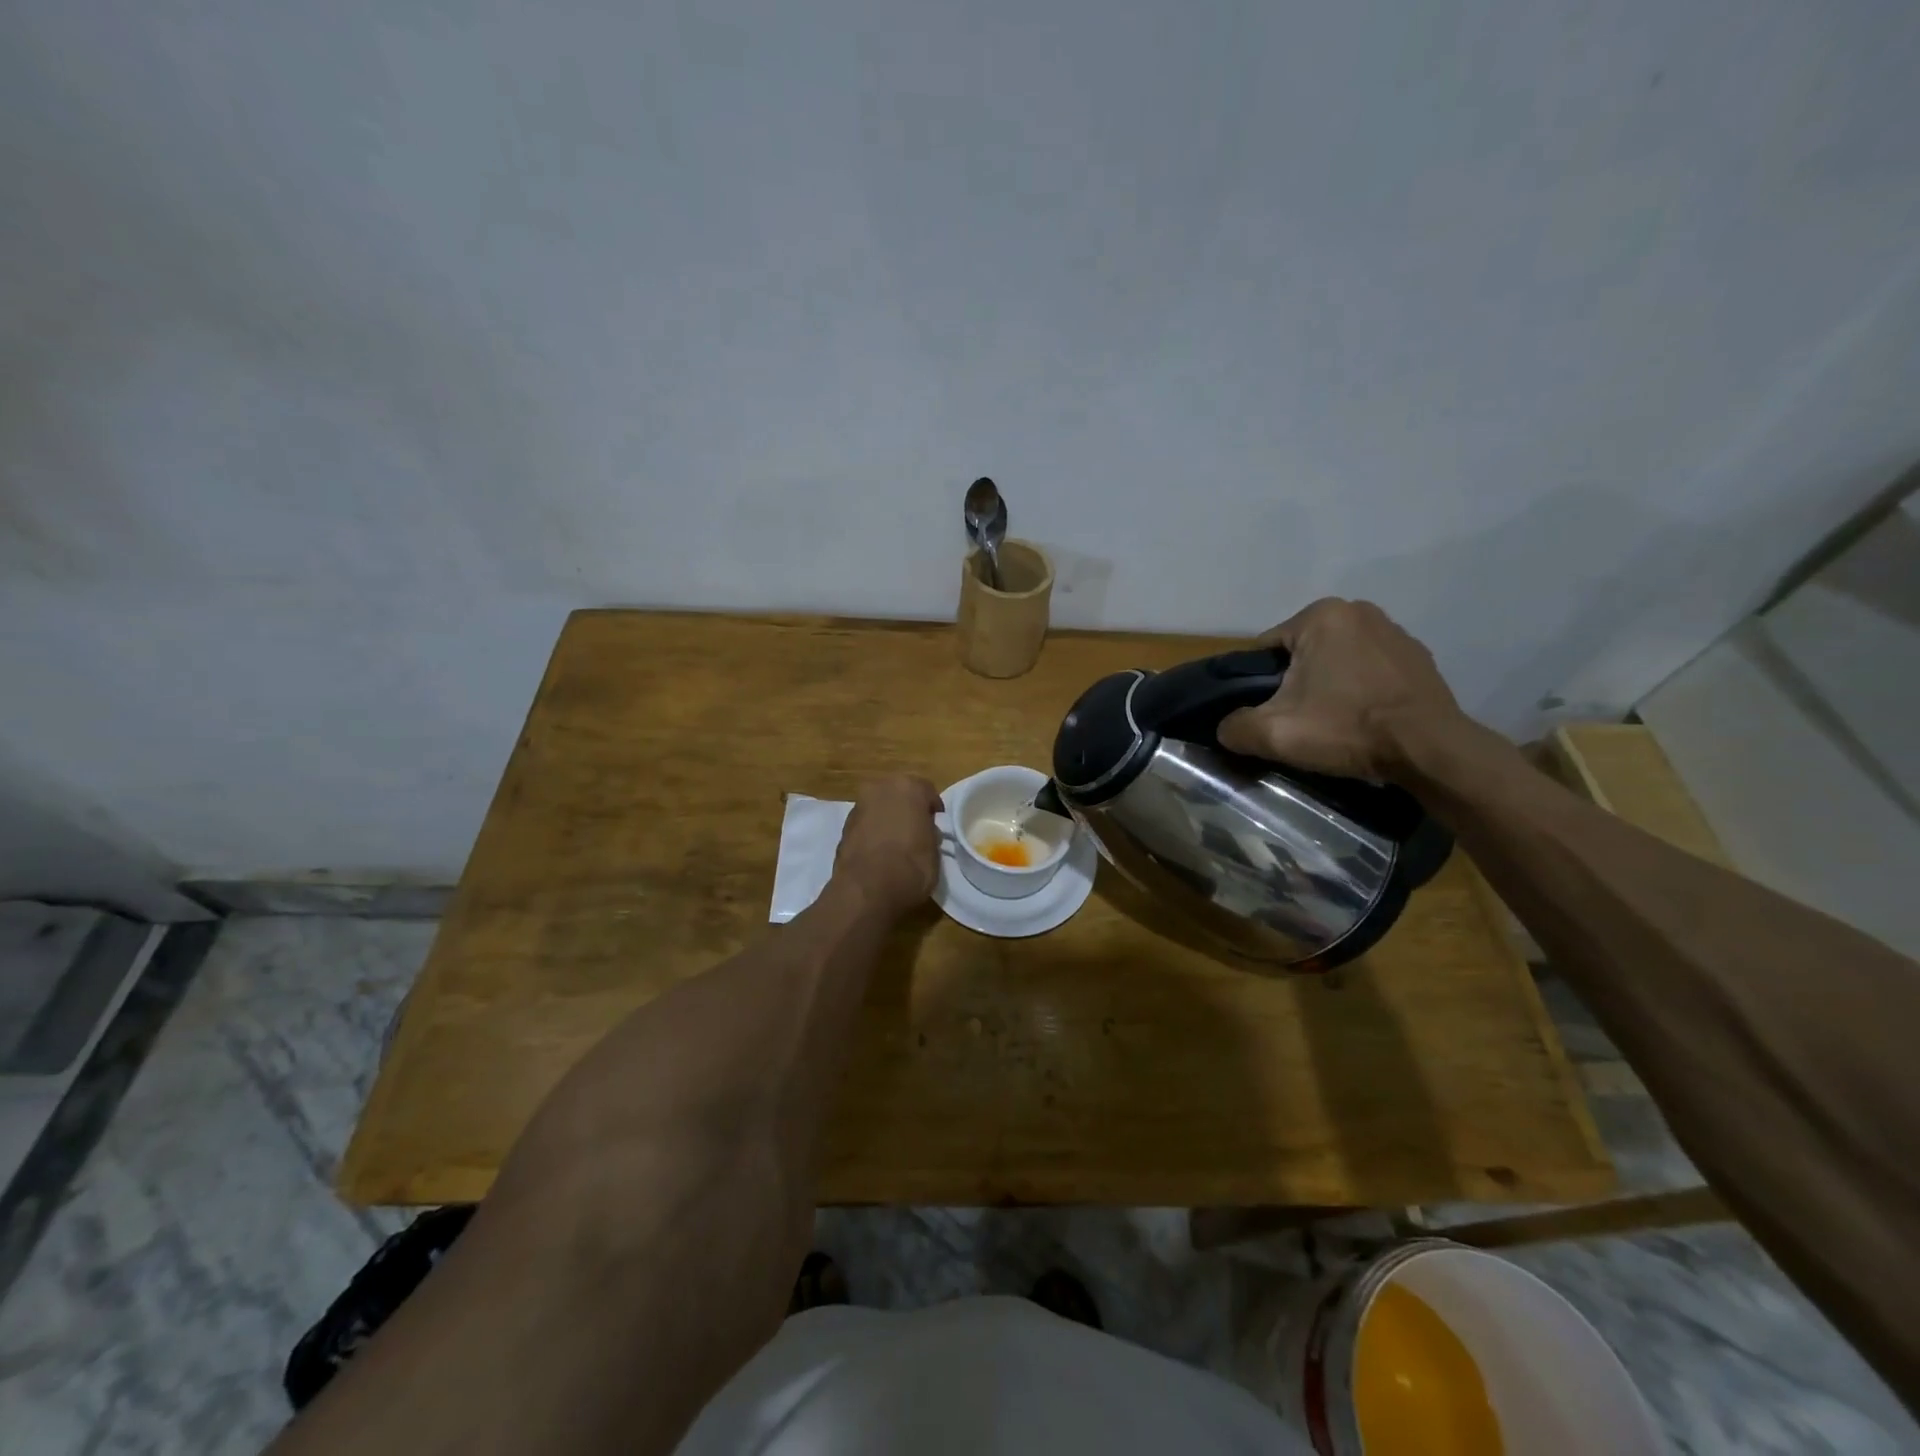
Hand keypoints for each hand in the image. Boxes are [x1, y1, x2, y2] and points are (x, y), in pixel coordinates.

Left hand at [833, 775, 943, 916]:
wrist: (865, 891)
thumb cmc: (910, 867)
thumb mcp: (935, 852)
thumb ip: (930, 833)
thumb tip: (925, 832)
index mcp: (908, 787)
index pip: (927, 791)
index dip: (933, 809)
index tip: (936, 825)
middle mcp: (881, 788)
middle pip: (900, 793)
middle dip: (908, 808)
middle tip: (917, 830)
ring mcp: (859, 806)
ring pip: (880, 806)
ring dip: (888, 818)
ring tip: (896, 843)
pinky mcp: (844, 826)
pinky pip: (866, 823)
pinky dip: (873, 831)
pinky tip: (879, 852)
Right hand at [1216, 598, 1474, 781]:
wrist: (1429, 750)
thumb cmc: (1347, 729)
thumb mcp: (1273, 733)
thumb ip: (1234, 726)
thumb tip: (1226, 727)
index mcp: (1320, 615)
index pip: (1266, 650)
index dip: (1259, 685)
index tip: (1270, 714)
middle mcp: (1358, 611)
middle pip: (1302, 654)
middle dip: (1295, 684)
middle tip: (1300, 721)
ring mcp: (1394, 631)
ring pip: (1336, 661)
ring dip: (1328, 686)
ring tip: (1333, 723)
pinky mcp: (1418, 657)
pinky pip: (1370, 670)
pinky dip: (1360, 690)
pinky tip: (1363, 718)